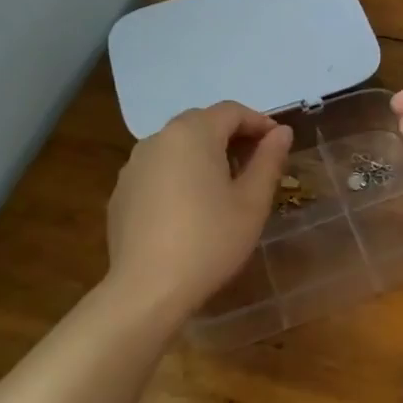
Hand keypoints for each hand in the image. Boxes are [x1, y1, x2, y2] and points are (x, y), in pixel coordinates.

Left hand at [106, 102, 292, 320]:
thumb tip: (281, 132)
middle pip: (202, 123)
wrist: (147, 290)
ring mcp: (134, 165)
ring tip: (225, 185)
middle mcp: (159, 139)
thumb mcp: (252, 201)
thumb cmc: (210, 240)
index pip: (232, 111)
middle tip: (256, 162)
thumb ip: (269, 159)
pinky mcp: (121, 192)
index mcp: (193, 133)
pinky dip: (180, 174)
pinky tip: (191, 207)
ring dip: (205, 154)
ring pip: (178, 145)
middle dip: (232, 136)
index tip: (278, 143)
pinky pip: (159, 169)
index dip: (259, 122)